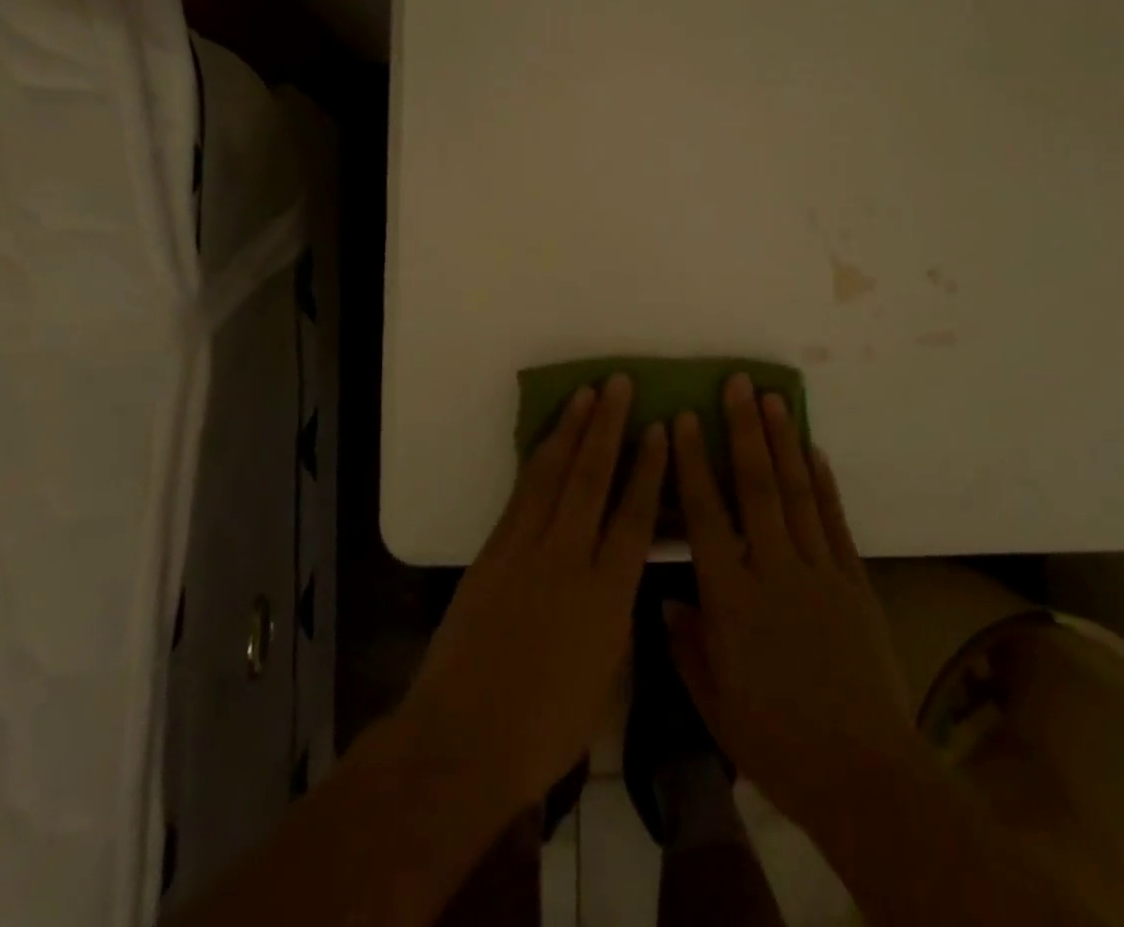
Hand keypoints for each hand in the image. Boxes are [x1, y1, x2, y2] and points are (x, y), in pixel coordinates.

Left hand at [402, 374, 666, 818]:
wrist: (464, 740)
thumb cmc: (546, 727)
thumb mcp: (604, 676)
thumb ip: (615, 614)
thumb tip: (620, 575)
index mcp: (608, 596)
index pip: (635, 516)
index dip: (648, 468)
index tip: (659, 428)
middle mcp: (569, 559)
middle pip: (592, 479)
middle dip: (608, 426)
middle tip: (619, 383)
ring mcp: (525, 551)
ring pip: (553, 476)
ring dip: (571, 430)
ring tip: (585, 394)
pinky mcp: (492, 552)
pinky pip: (521, 495)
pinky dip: (536, 462)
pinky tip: (546, 442)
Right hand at [667, 374, 920, 841]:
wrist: (864, 774)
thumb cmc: (776, 742)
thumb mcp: (713, 703)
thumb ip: (686, 644)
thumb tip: (669, 598)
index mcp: (730, 597)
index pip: (705, 514)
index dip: (693, 462)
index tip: (686, 419)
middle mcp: (773, 569)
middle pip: (756, 486)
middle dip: (745, 430)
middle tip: (737, 384)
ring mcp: (819, 571)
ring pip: (796, 492)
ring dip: (783, 442)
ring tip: (772, 399)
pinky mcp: (854, 582)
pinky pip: (835, 521)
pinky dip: (823, 483)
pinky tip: (814, 451)